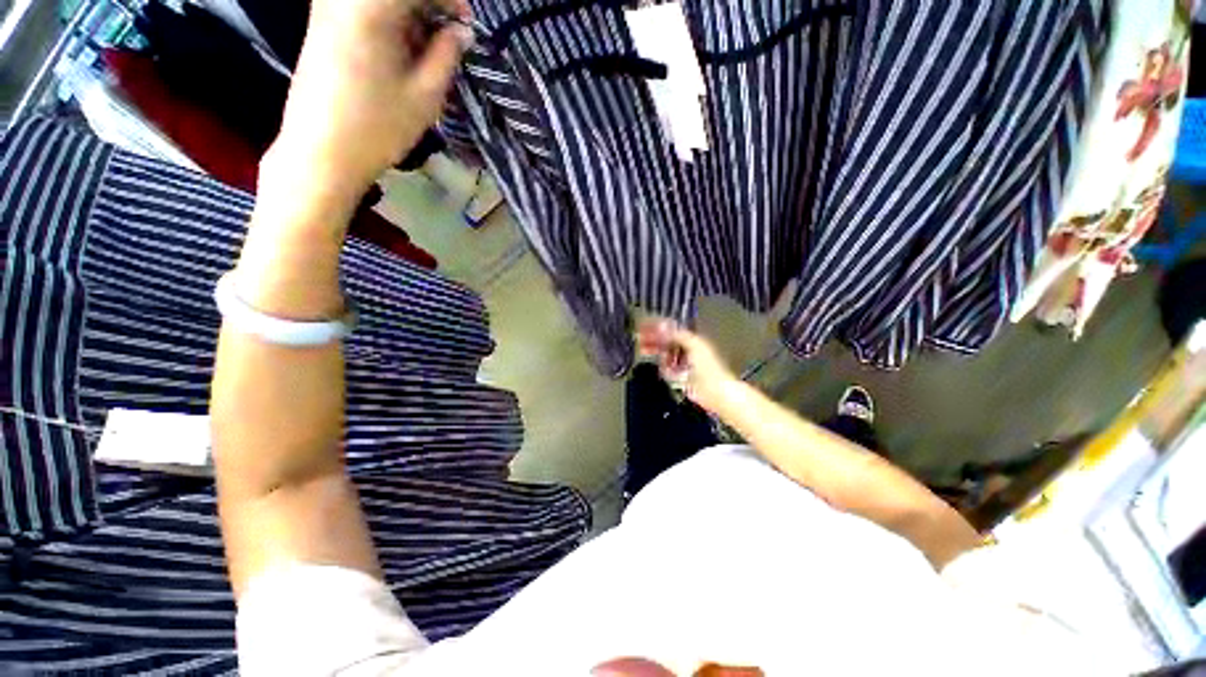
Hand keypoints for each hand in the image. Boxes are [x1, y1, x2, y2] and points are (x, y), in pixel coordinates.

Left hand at [262, 0, 471, 214]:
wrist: (321, 152)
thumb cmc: (378, 128)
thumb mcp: (425, 95)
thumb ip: (447, 55)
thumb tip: (461, 31)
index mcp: (371, 6)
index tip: (466, 23)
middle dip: (428, 6)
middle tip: (449, 36)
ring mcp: (329, 7)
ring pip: (380, 1)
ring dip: (409, 14)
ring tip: (427, 46)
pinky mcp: (322, 23)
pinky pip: (363, 7)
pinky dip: (389, 19)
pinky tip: (401, 47)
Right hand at [637, 319, 737, 412]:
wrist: (716, 392)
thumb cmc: (709, 367)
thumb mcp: (693, 344)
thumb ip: (676, 334)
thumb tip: (662, 325)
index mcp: (693, 339)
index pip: (672, 329)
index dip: (657, 326)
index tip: (643, 325)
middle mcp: (688, 348)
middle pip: (667, 340)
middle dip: (653, 338)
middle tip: (639, 337)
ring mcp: (684, 363)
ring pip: (666, 354)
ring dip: (656, 351)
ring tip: (644, 350)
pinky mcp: (681, 376)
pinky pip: (668, 369)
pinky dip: (664, 367)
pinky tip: (663, 368)